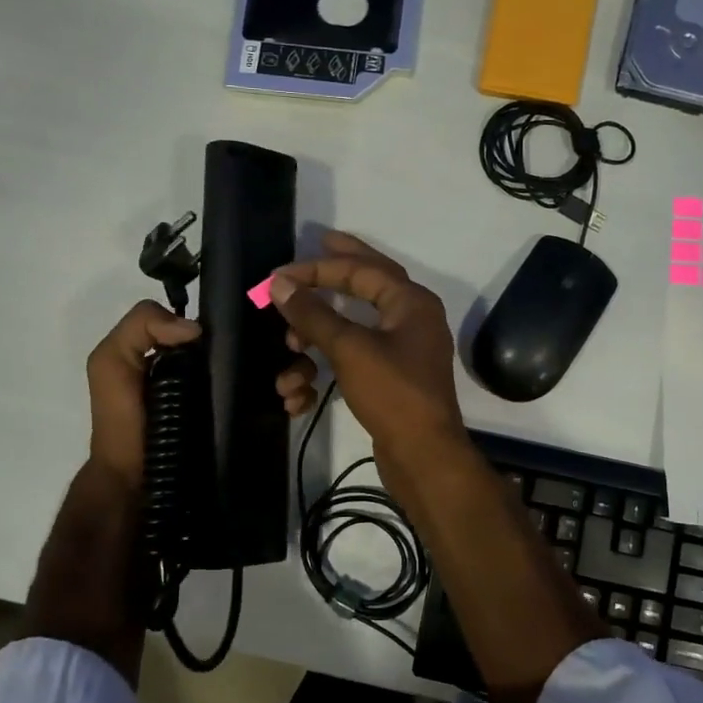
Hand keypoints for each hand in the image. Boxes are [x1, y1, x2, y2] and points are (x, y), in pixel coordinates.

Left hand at [86, 299, 322, 488]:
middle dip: (291, 346)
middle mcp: (224, 369)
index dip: (262, 317)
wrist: (137, 486)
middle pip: (271, 343)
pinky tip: (292, 406)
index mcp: (196, 350)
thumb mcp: (111, 363)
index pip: (237, 322)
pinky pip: (290, 403)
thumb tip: (197, 329)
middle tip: (291, 359)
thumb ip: (139, 326)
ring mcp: (244, 397)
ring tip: (289, 389)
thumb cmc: (124, 421)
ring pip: (288, 370)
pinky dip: (302, 399)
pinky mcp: (256, 426)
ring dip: (300, 372)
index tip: (279, 322)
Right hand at [269, 231, 467, 473]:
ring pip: (355, 326)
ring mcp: (403, 349)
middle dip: (337, 269)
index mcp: (410, 302)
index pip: (361, 269)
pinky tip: (301, 392)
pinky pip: (355, 357)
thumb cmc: (392, 393)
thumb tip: (280, 284)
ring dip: (318, 335)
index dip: (318, 268)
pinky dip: (328, 365)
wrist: (423, 456)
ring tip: (290, 346)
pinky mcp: (392, 377)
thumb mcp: (350, 348)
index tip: (280, 275)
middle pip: (368, 283)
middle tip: (315, 245)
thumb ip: (313, 313)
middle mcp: (411, 318)